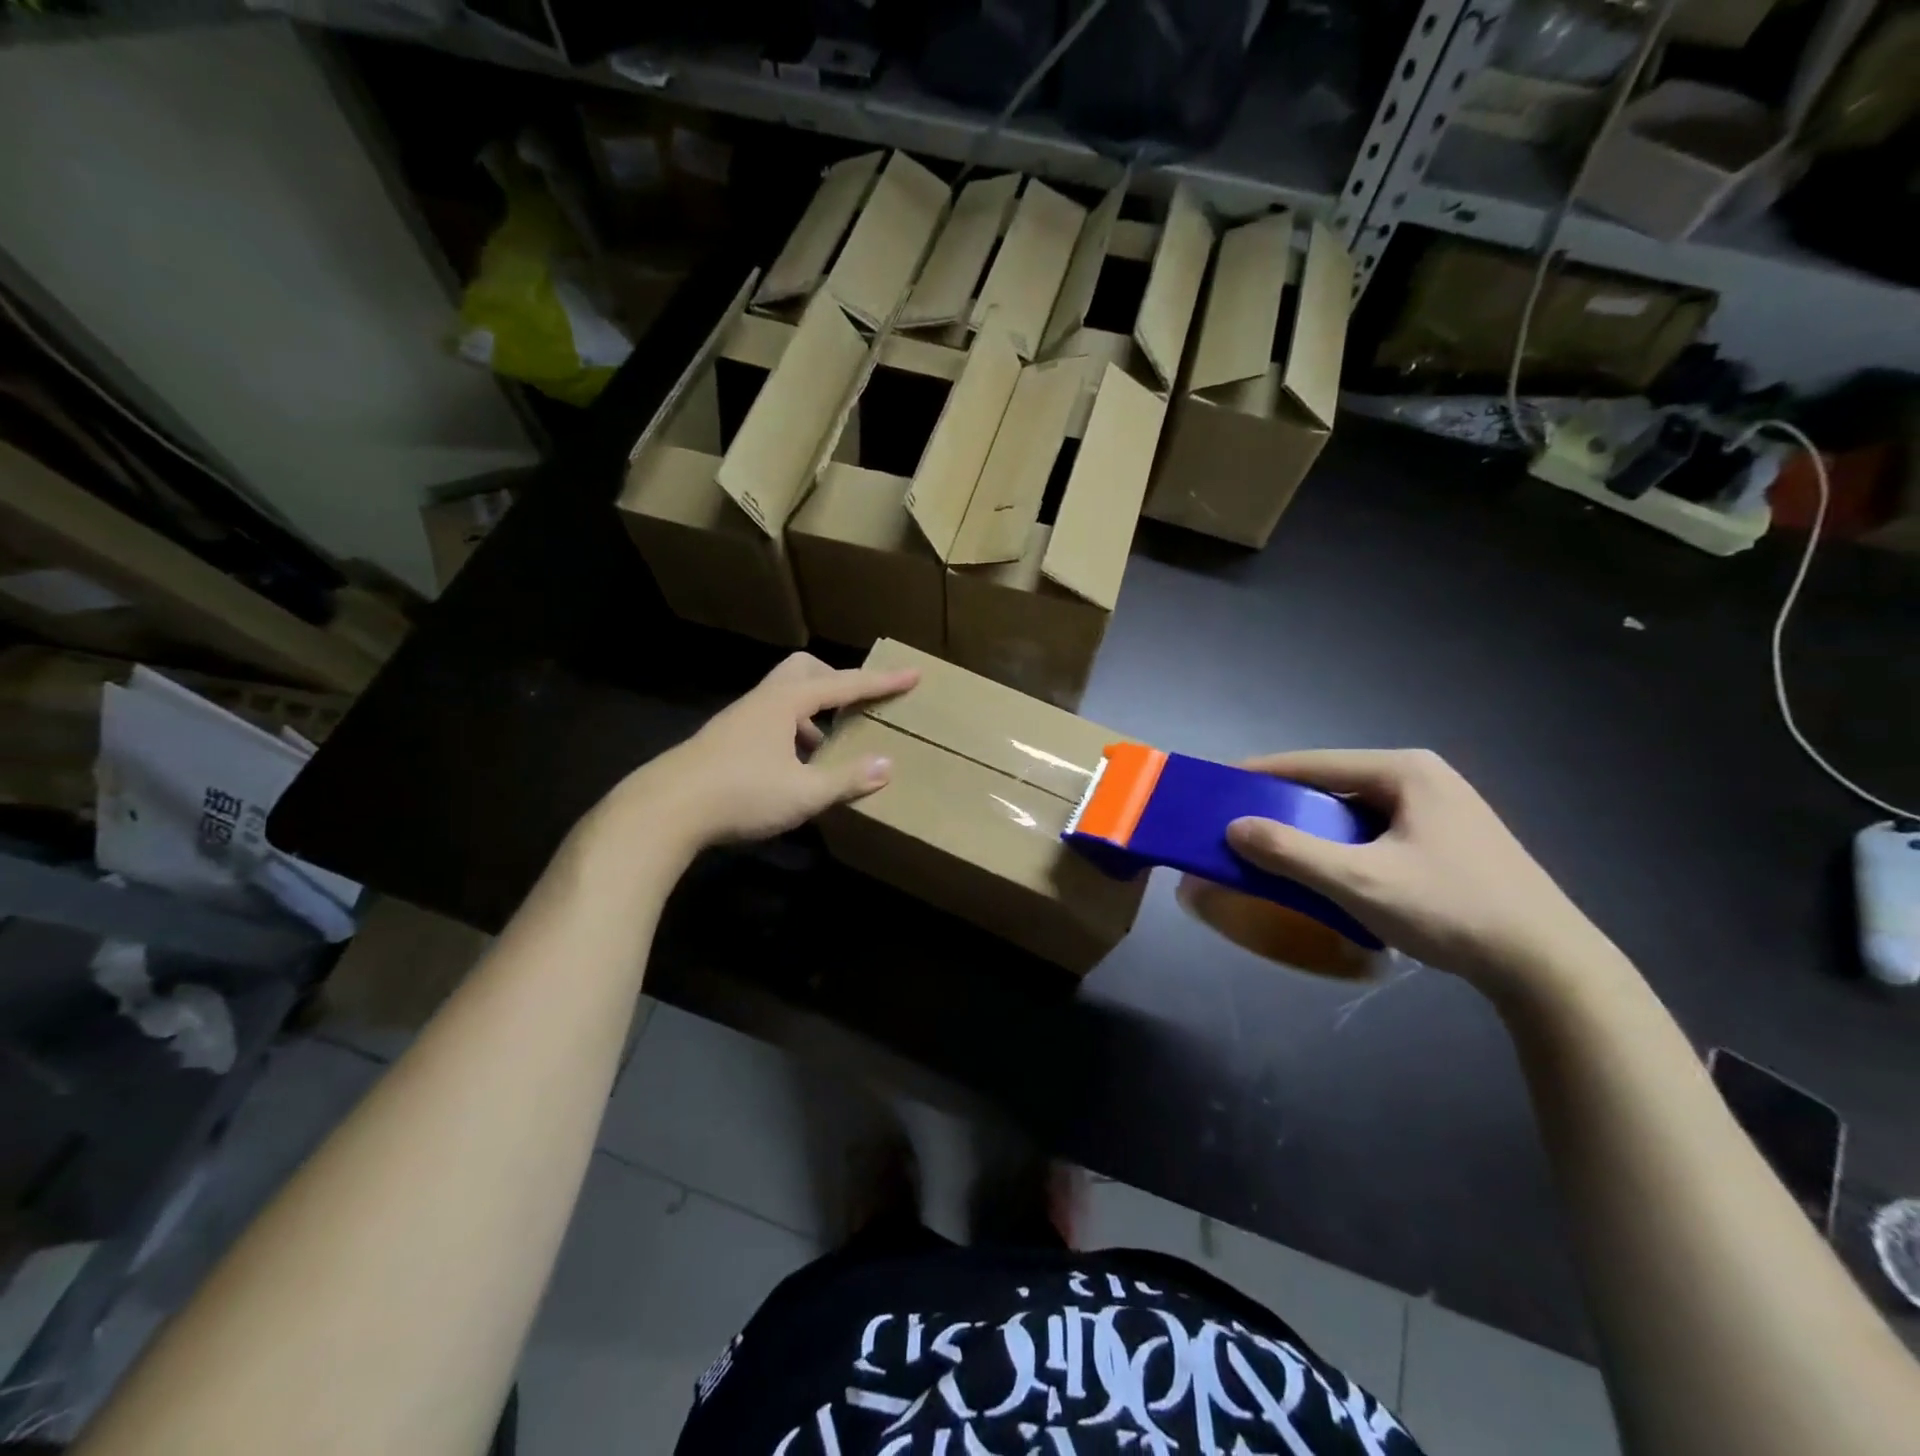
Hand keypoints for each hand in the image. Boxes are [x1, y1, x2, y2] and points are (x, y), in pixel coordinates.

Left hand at [607, 654, 917, 849]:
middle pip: (804, 672)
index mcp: (785, 702)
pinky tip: (794, 770)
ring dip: (813, 714)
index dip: (880, 683)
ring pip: (784, 699)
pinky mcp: (723, 740)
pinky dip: (792, 733)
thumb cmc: (739, 794)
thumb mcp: (803, 793)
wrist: (663, 810)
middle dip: (836, 682)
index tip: (912, 675)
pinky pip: (769, 721)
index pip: (843, 684)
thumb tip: (887, 765)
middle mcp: (761, 701)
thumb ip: (846, 779)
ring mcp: (738, 719)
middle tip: (857, 706)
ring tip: (830, 748)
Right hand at [1220, 749, 1618, 990]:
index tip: (1219, 784)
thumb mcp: (1359, 882)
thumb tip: (1233, 827)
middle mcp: (1424, 778)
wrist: (1548, 966)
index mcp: (1405, 771)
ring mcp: (1442, 808)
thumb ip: (1290, 852)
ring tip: (1279, 846)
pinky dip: (1345, 843)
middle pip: (1335, 783)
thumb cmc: (1451, 910)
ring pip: (1357, 809)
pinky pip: (1378, 830)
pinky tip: (1331, 868)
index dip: (1262, 772)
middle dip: (1287, 802)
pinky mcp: (1451, 839)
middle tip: (1245, 822)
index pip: (1314, 762)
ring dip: (1316, 827)